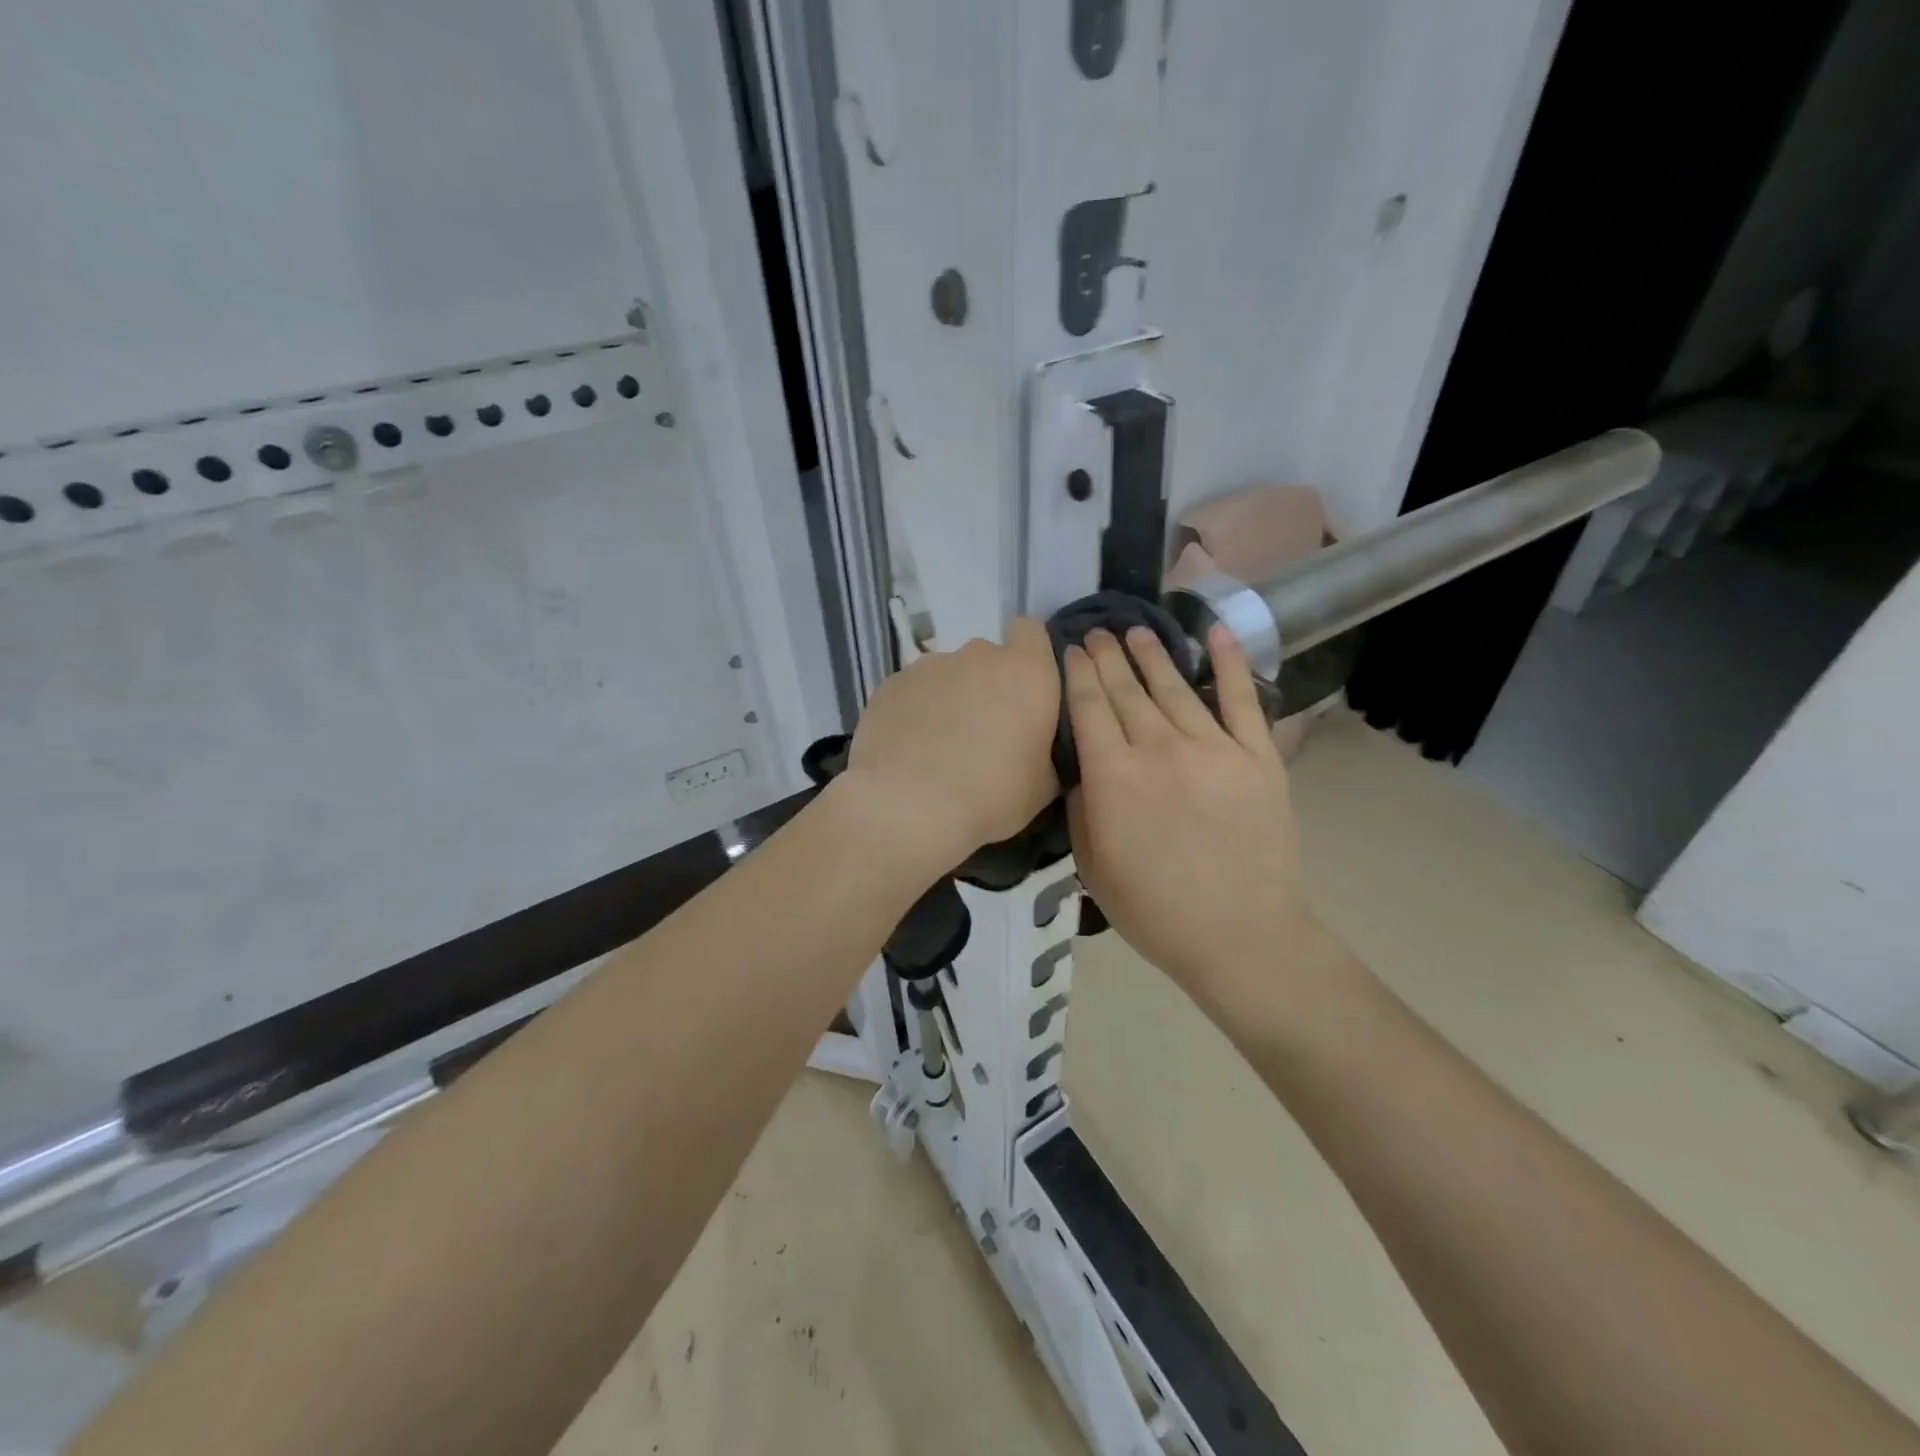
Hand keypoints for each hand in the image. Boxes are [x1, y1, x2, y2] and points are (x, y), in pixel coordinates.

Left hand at [843, 617, 1061, 868]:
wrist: (907, 806)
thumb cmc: (990, 795)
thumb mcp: (1042, 786)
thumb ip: (1045, 750)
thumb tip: (1036, 747)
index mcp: (1026, 673)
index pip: (1031, 631)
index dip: (1029, 654)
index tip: (1025, 690)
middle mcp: (978, 656)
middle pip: (987, 657)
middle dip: (987, 685)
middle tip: (984, 732)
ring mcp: (929, 666)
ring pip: (947, 674)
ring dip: (950, 699)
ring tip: (940, 746)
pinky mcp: (890, 684)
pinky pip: (913, 691)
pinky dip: (915, 711)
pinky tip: (909, 749)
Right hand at [1064, 624, 1315, 1000]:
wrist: (1241, 937)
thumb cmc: (1155, 911)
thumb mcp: (1092, 866)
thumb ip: (1082, 807)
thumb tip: (1083, 767)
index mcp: (1114, 777)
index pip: (1088, 708)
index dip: (1077, 674)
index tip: (1070, 650)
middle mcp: (1160, 749)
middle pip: (1127, 690)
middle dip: (1107, 657)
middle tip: (1096, 632)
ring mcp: (1214, 748)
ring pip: (1175, 687)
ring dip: (1153, 655)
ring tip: (1137, 631)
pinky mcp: (1257, 756)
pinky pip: (1241, 700)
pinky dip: (1230, 664)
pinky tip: (1216, 634)